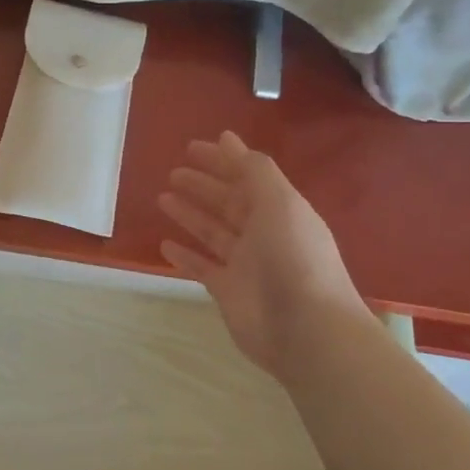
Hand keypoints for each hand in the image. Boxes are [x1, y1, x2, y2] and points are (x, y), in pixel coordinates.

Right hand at [158, 131, 366, 373]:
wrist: (306, 329)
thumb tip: (228, 139)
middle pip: (228, 202)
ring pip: (212, 231)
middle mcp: (263, 233)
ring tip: (163, 198)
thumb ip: (255, 171)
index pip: (247, 176)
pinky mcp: (228, 291)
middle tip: (173, 172)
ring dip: (190, 214)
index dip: (222, 160)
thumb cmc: (293, 258)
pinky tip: (165, 245)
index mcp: (279, 209)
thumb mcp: (280, 203)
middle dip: (203, 185)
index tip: (193, 148)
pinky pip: (202, 267)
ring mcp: (245, 264)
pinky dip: (185, 255)